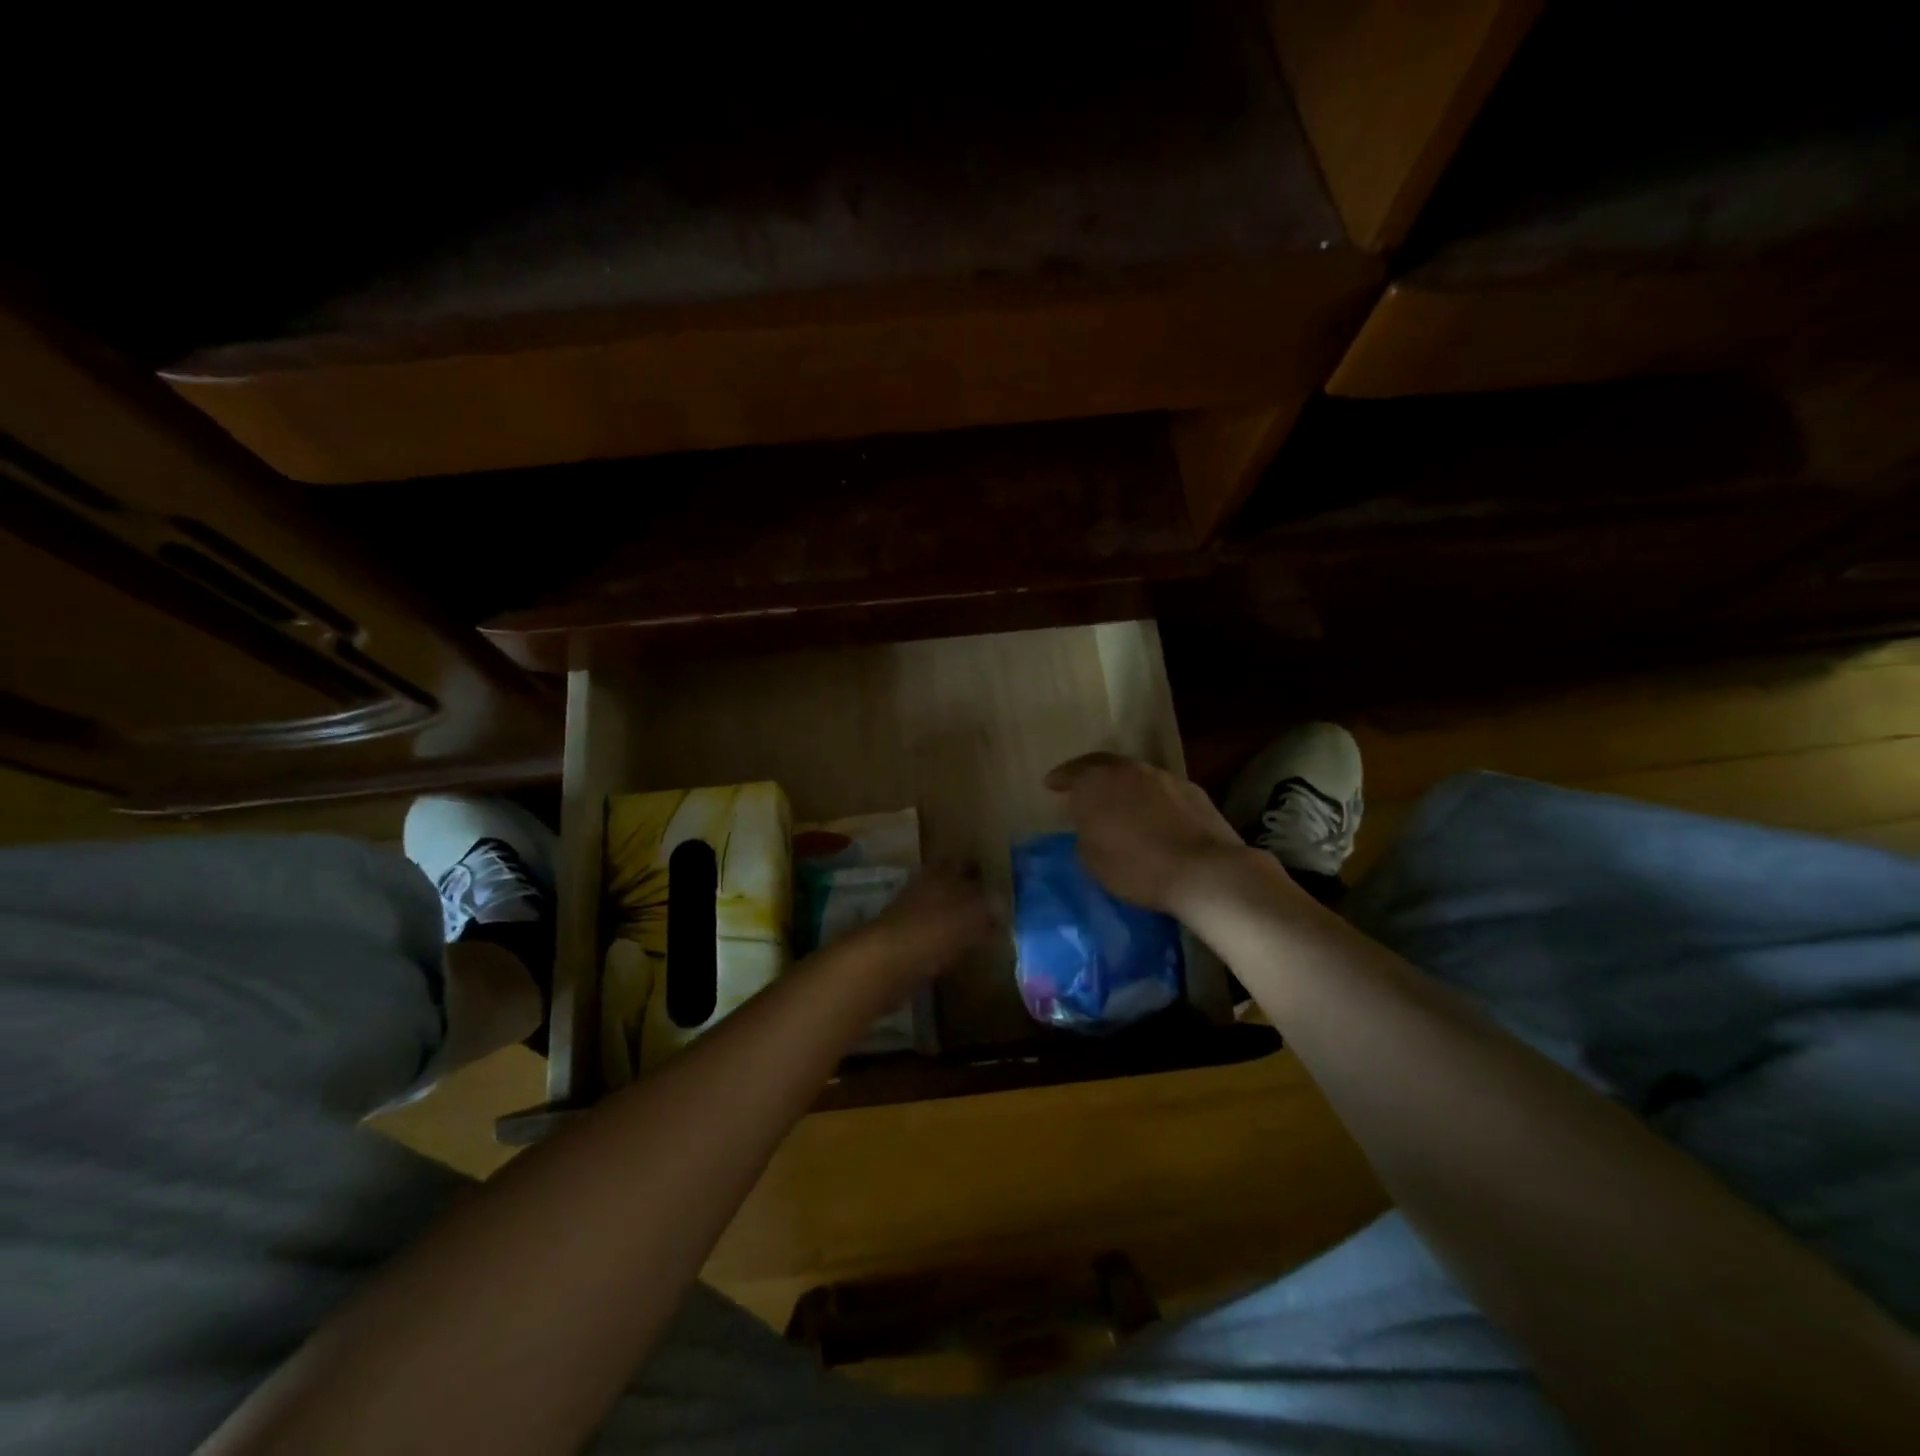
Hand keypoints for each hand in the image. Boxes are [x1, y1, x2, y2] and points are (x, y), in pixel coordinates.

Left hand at [851, 866, 1001, 993]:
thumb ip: (992, 905)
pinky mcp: (905, 943)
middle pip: (952, 887)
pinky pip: (934, 938)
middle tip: (996, 912)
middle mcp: (924, 888)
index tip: (999, 883)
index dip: (980, 871)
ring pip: (942, 912)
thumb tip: (1002, 905)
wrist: (887, 963)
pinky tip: (962, 955)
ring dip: (959, 921)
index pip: (964, 863)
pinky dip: (948, 943)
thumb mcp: (974, 911)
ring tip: (985, 933)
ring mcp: (911, 916)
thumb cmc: (935, 928)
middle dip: (970, 897)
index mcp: (941, 872)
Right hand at [1045, 752, 1253, 916]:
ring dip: (1123, 786)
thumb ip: (1084, 832)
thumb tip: (1091, 823)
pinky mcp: (1192, 790)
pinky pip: (1161, 790)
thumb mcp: (1091, 858)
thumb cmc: (1135, 867)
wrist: (1202, 871)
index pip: (1071, 772)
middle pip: (1104, 766)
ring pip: (1134, 775)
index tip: (1050, 785)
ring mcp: (1163, 776)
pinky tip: (1152, 816)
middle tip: (1082, 789)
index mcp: (1096, 781)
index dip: (1060, 780)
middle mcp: (1128, 769)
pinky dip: (1151, 798)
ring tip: (1118, 804)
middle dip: (1090, 776)